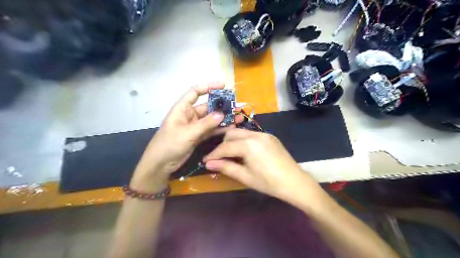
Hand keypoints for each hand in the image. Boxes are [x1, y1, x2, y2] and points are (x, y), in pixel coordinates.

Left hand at [129, 83, 236, 191]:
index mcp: (182, 108)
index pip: (195, 92)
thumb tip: (222, 114)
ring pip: (211, 119)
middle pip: (207, 106)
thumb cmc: (169, 144)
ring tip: (238, 117)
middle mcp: (189, 115)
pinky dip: (220, 129)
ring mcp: (194, 126)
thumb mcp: (187, 133)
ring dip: (223, 119)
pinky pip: (211, 130)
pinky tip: (231, 128)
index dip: (208, 87)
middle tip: (236, 106)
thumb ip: (205, 124)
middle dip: (221, 106)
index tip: (223, 85)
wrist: (161, 164)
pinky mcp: (198, 136)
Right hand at [203, 128, 324, 207]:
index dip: (213, 154)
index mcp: (248, 145)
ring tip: (231, 155)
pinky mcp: (270, 136)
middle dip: (222, 145)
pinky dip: (244, 141)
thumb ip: (226, 167)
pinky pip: (251, 135)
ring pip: (241, 133)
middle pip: (232, 134)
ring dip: (233, 142)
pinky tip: (245, 152)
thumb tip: (208, 164)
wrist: (295, 182)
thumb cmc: (268, 183)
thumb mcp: (245, 177)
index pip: (225, 147)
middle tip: (218, 158)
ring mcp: (264, 134)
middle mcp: (255, 134)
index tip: (205, 161)